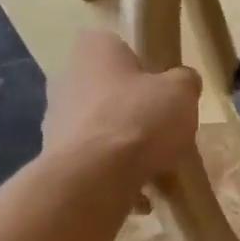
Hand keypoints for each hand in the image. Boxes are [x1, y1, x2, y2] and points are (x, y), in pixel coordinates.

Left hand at [42, 30, 201, 186]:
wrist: (94, 177)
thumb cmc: (139, 120)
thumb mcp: (181, 93)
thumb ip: (185, 81)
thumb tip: (183, 82)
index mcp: (94, 49)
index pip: (118, 47)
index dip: (143, 68)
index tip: (162, 90)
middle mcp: (67, 77)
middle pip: (108, 90)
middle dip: (133, 111)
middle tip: (161, 131)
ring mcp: (56, 119)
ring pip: (100, 128)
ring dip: (122, 145)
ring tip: (153, 168)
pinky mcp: (55, 157)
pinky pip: (93, 162)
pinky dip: (113, 174)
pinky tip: (138, 194)